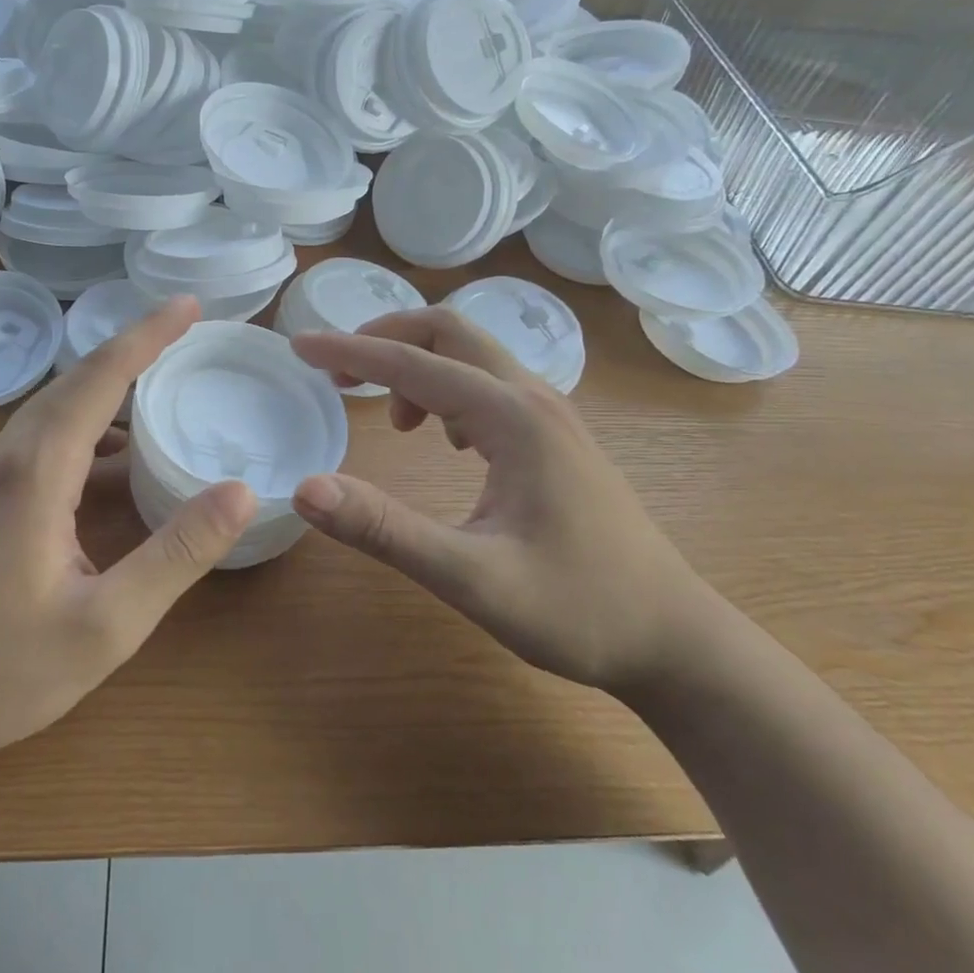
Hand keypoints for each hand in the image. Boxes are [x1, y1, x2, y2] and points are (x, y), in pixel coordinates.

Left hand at [0, 296, 256, 772]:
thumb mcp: (107, 624)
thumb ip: (176, 554)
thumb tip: (239, 491)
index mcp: (36, 471)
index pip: (100, 378)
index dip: (147, 334)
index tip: (188, 305)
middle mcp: (7, 457)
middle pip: (75, 381)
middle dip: (133, 349)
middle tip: (185, 332)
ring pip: (55, 408)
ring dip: (108, 386)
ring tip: (160, 383)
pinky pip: (42, 438)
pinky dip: (87, 425)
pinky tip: (115, 456)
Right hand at [287, 307, 708, 694]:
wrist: (675, 640)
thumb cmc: (579, 610)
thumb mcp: (472, 579)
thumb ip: (386, 531)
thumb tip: (306, 488)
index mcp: (512, 418)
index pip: (412, 364)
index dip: (349, 352)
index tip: (298, 348)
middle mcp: (533, 398)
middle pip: (448, 332)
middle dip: (385, 339)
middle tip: (337, 372)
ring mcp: (551, 414)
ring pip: (470, 355)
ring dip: (417, 364)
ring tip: (388, 417)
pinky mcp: (555, 436)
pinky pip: (488, 384)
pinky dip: (445, 389)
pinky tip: (441, 438)